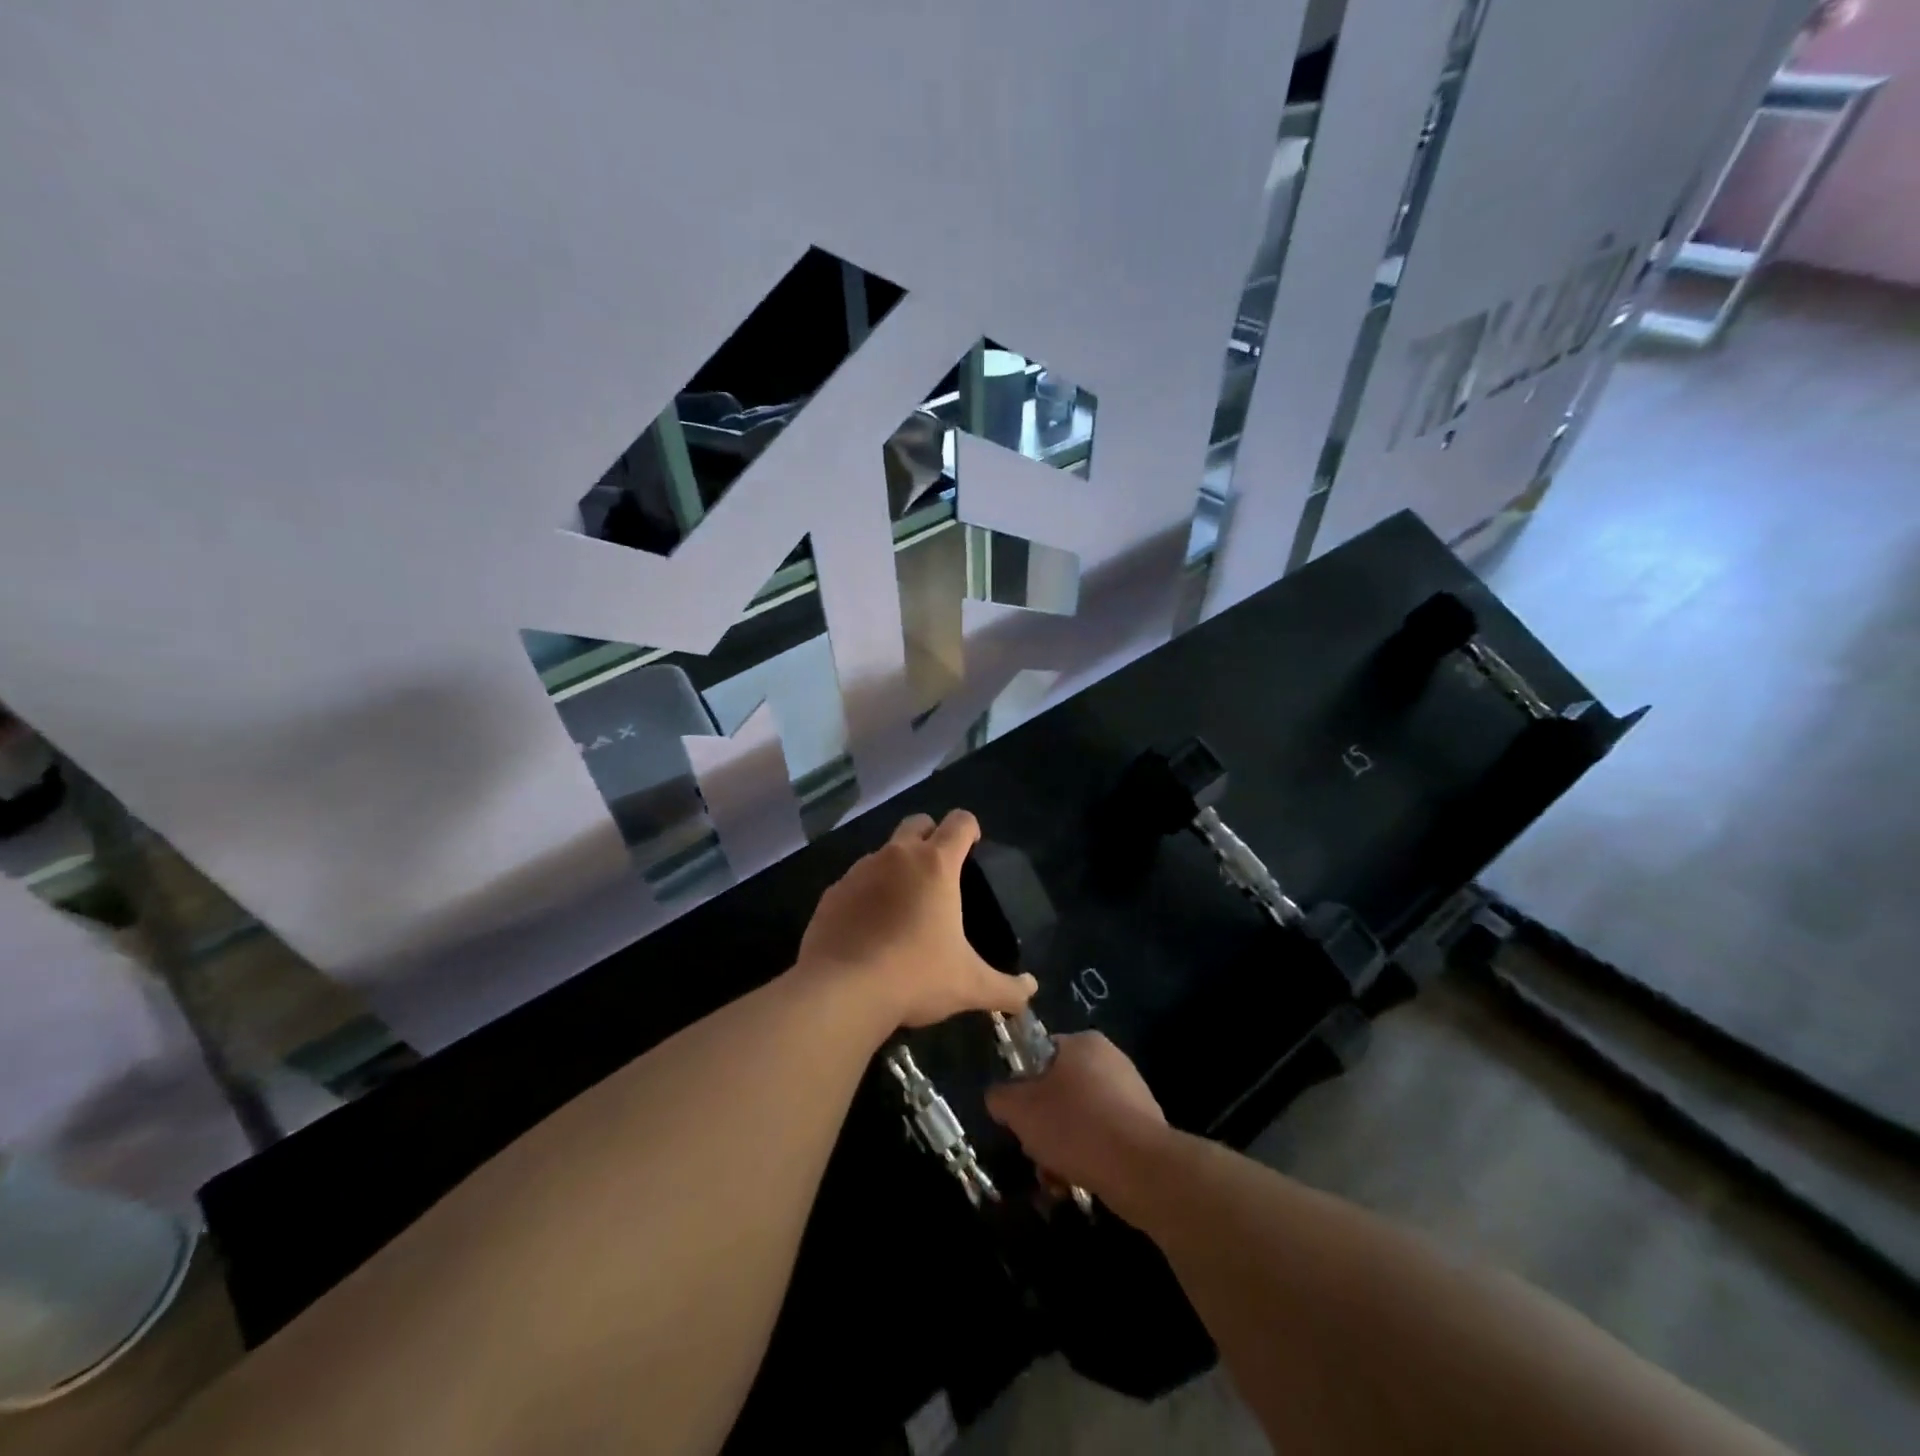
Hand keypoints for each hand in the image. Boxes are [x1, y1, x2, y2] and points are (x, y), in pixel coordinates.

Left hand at [797, 810, 1036, 1030]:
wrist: (841, 992)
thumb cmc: (915, 976)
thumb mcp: (969, 986)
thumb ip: (1006, 988)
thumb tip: (1031, 992)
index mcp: (935, 864)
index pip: (960, 822)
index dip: (970, 828)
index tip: (974, 847)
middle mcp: (896, 856)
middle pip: (917, 822)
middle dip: (931, 836)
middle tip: (940, 871)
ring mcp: (859, 871)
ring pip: (883, 852)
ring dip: (897, 867)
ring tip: (904, 906)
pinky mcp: (832, 893)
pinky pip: (855, 882)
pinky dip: (867, 895)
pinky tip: (870, 929)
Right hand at [985, 1032, 1168, 1198]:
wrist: (1140, 1168)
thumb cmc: (1075, 1124)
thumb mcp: (1020, 1109)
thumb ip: (1001, 1096)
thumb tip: (999, 1098)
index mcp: (1083, 1042)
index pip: (1041, 1055)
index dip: (1024, 1086)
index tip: (1019, 1116)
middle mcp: (1111, 1060)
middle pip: (1061, 1092)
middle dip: (1044, 1125)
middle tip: (1035, 1151)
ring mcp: (1133, 1094)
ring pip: (1082, 1119)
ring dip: (1063, 1147)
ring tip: (1055, 1177)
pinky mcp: (1146, 1128)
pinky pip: (1105, 1139)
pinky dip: (1089, 1158)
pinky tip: (1078, 1182)